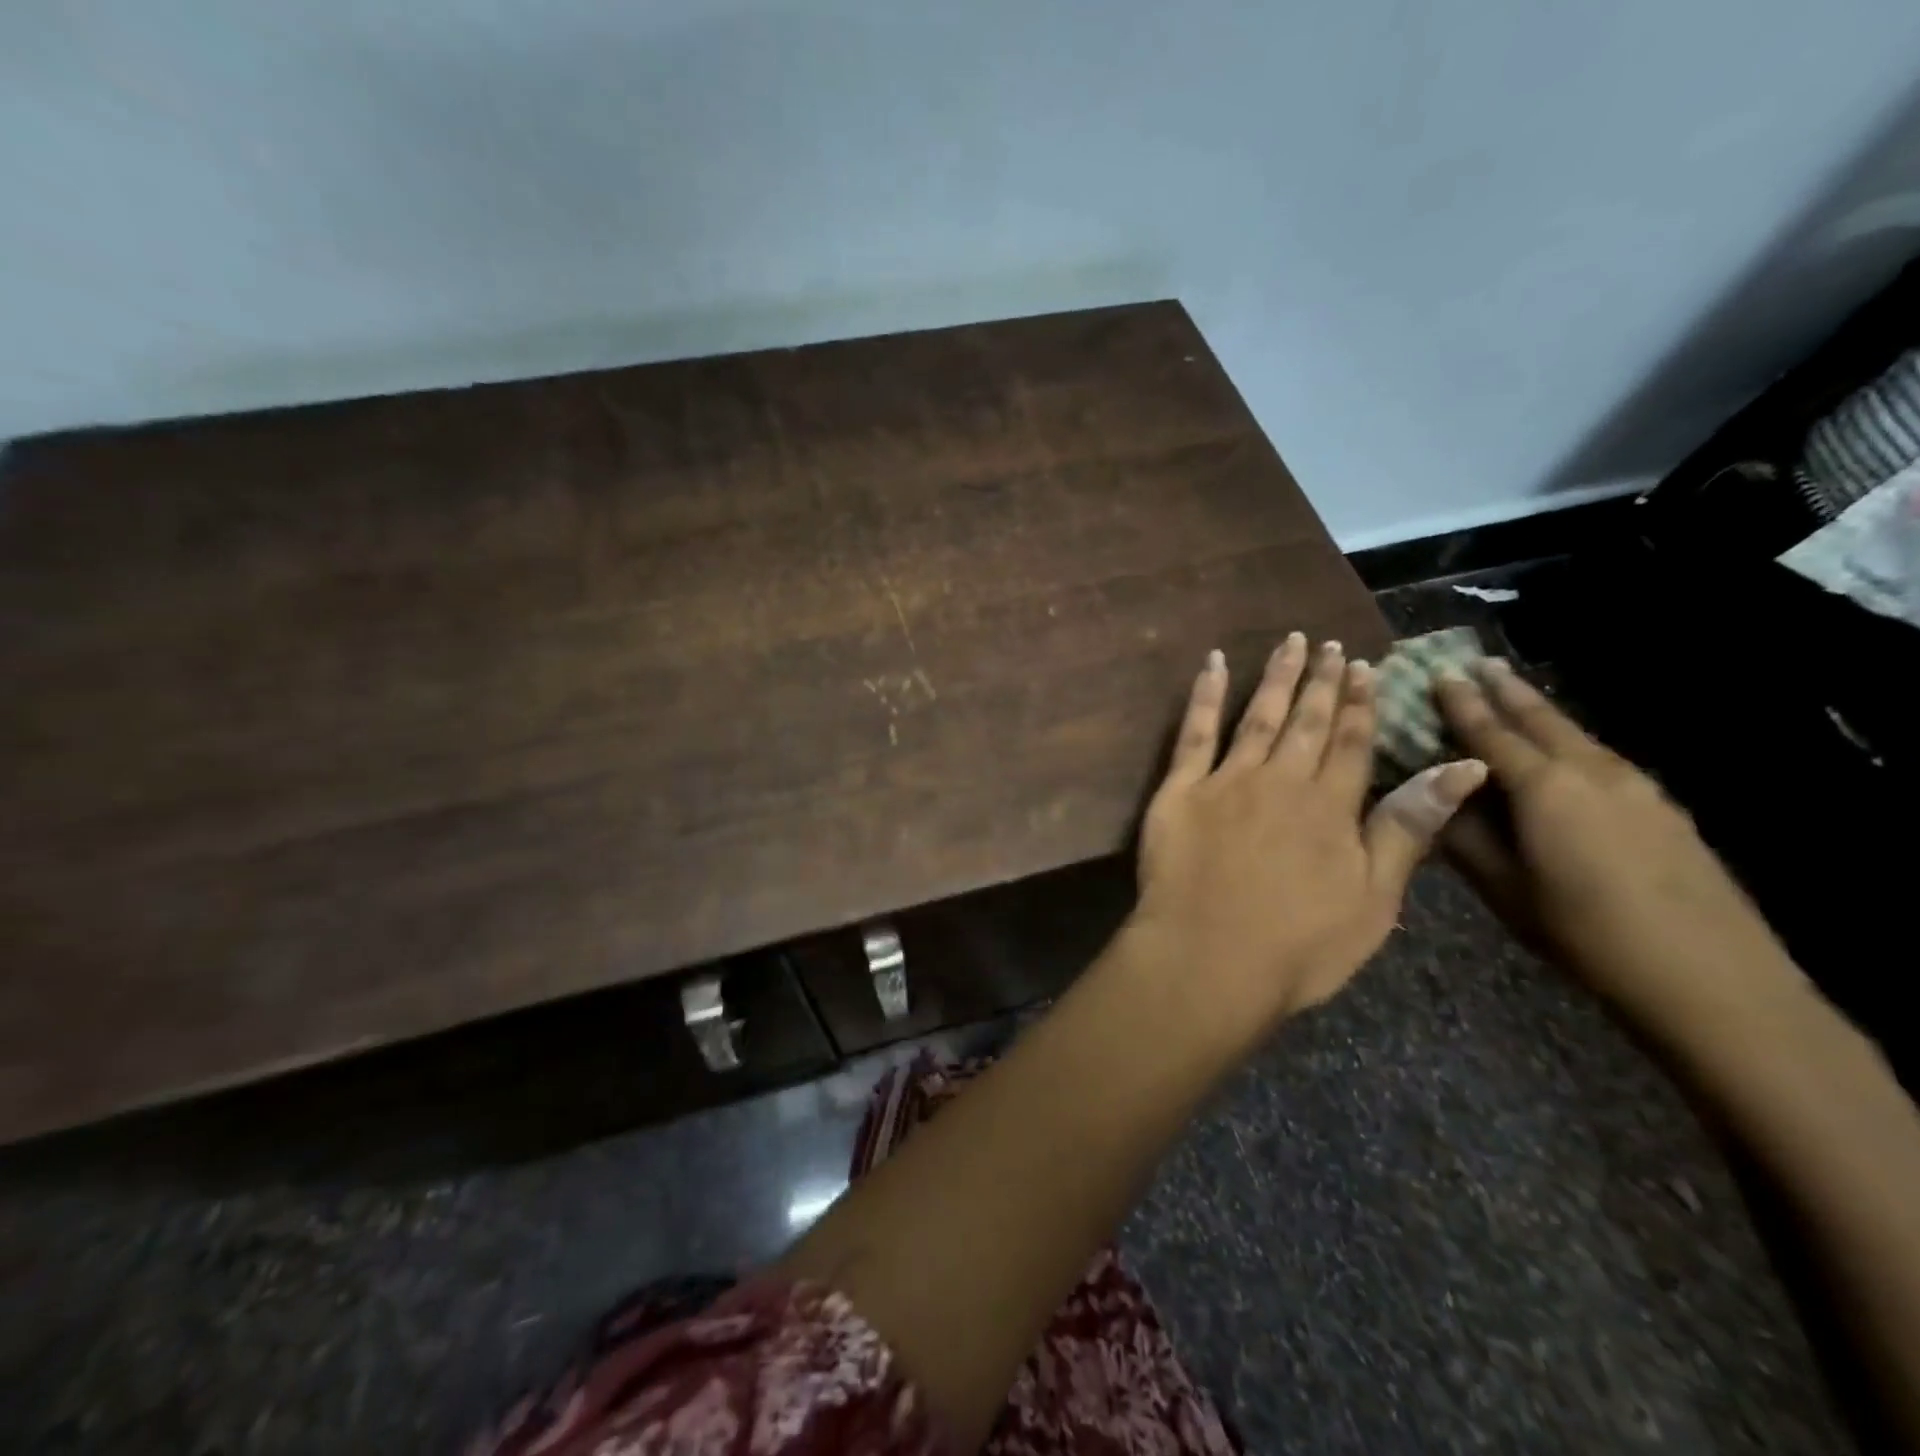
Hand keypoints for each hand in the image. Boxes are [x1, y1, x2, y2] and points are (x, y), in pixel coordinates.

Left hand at [1129, 634, 1487, 1033]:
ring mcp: (1227, 780)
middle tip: (1329, 645)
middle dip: (1321, 682)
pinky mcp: (1179, 789)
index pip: (1353, 743)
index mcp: (1331, 807)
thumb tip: (1463, 768)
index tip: (1365, 667)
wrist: (1208, 959)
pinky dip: (1205, 694)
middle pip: (1307, 721)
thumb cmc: (1298, 946)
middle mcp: (1282, 780)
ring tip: (1290, 642)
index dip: (1361, 704)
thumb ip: (1408, 828)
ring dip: (1276, 677)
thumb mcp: (1374, 899)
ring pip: (1258, 716)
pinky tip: (1213, 663)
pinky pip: (1193, 731)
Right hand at [1435, 658, 1807, 1038]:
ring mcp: (1637, 787)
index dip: (1460, 703)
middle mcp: (1591, 772)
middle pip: (1542, 718)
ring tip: (1517, 695)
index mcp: (1544, 788)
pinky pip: (1603, 758)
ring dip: (1541, 712)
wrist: (1712, 980)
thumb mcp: (1504, 890)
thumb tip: (1434, 800)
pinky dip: (1572, 742)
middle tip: (1480, 663)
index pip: (1489, 732)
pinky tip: (1567, 753)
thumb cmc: (1585, 934)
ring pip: (1577, 735)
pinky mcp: (1664, 809)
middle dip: (1507, 689)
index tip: (1439, 673)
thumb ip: (1465, 839)